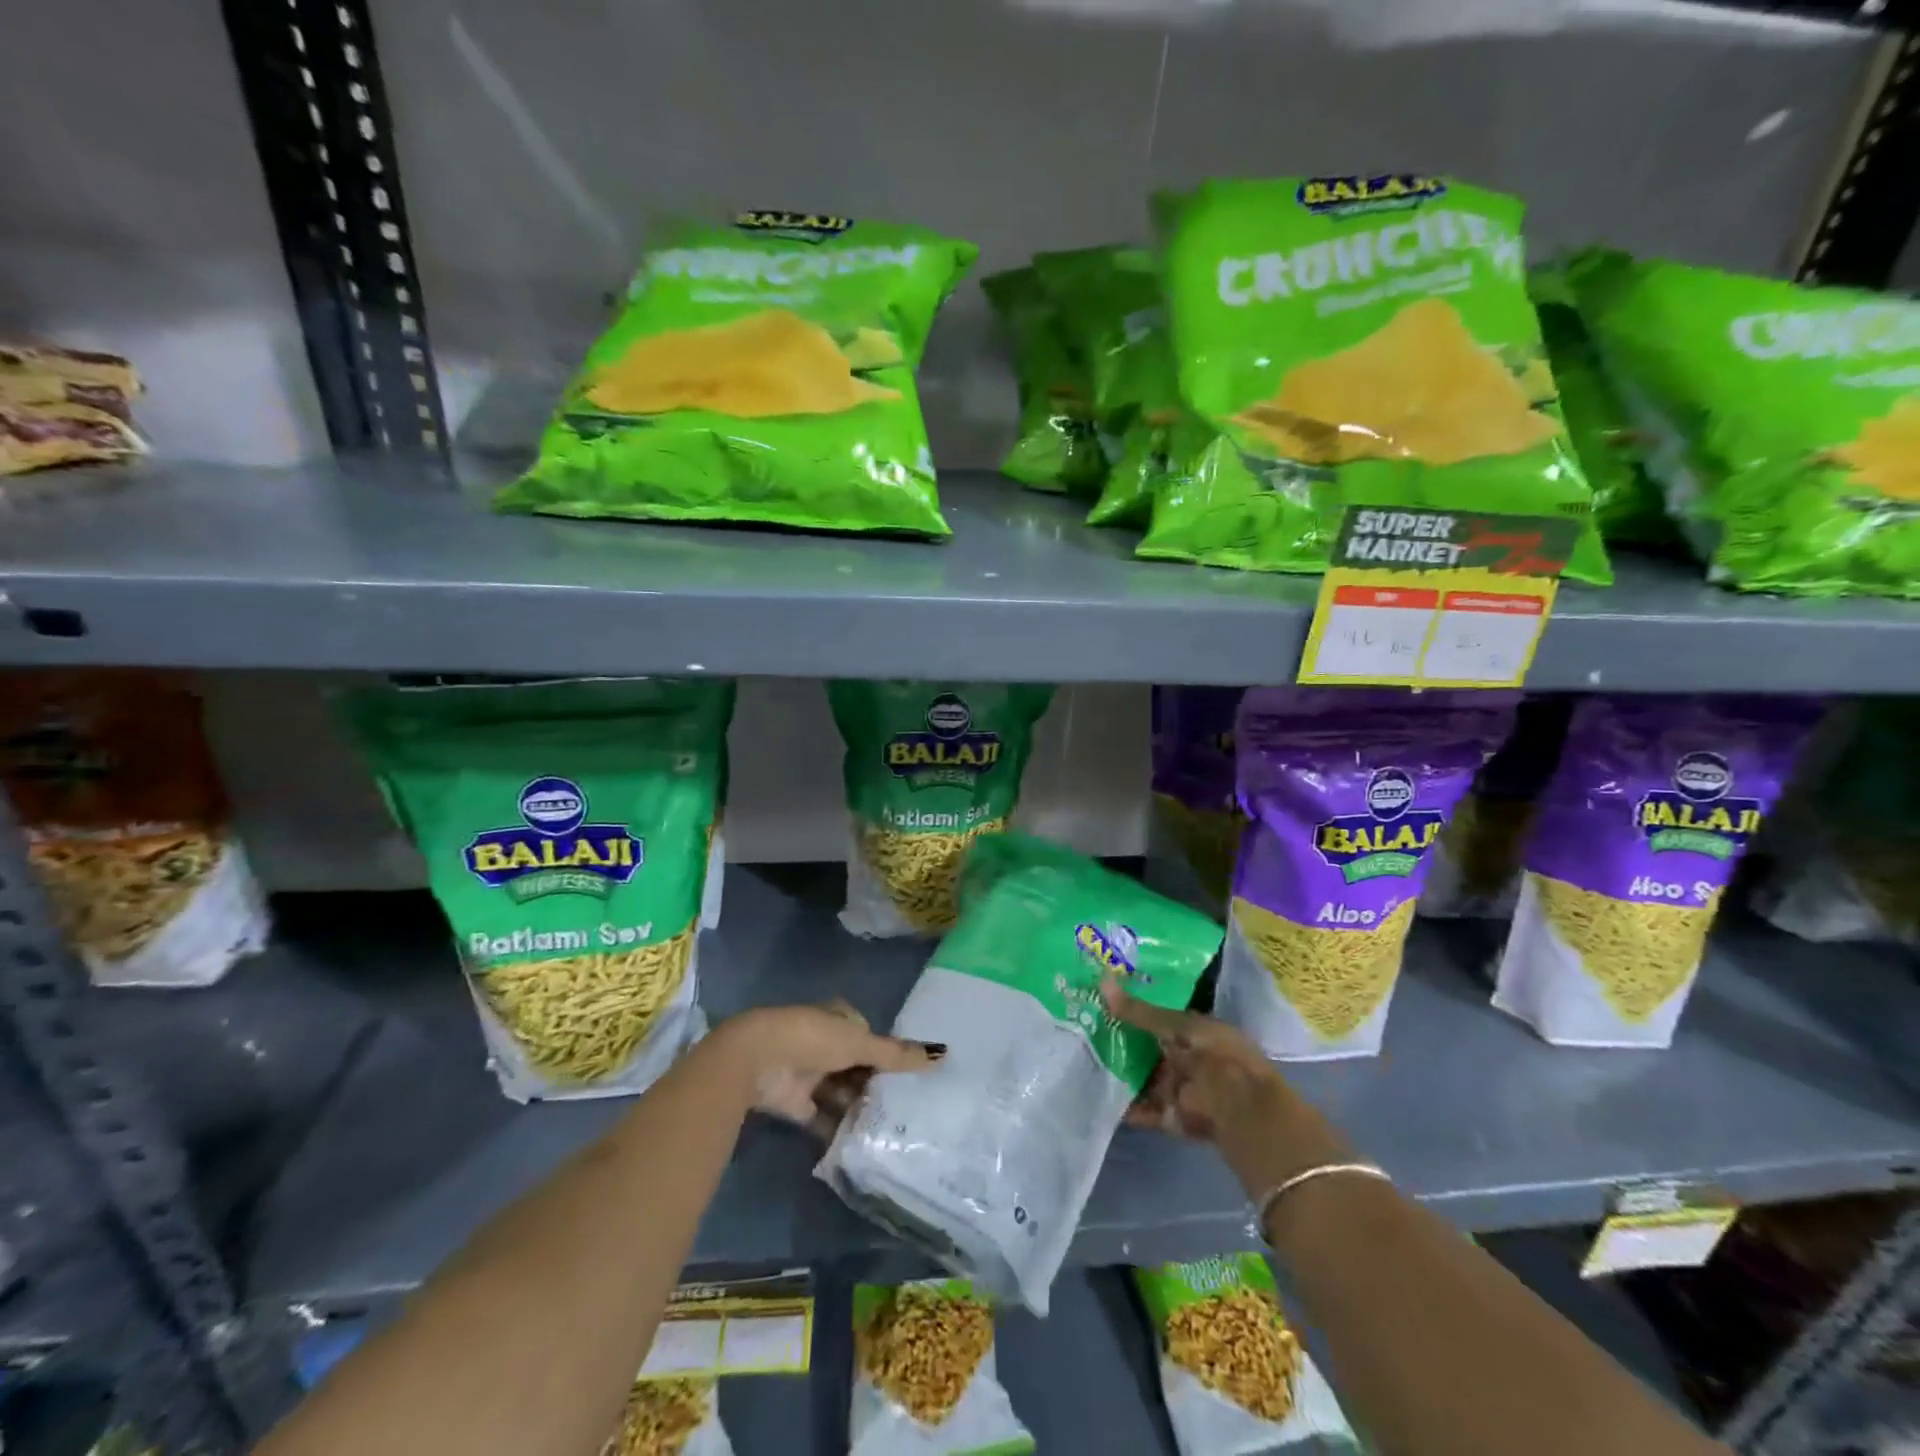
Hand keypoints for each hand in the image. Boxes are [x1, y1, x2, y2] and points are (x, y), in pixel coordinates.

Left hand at [717, 1001, 942, 1134]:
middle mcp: (822, 1042)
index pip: (867, 1033)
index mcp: (837, 1017)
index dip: (886, 1052)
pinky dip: (837, 1128)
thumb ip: (897, 1054)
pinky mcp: (793, 1102)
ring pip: (840, 1090)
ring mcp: (806, 1072)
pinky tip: (860, 1143)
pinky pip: (821, 1116)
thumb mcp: (860, 1043)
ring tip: (889, 1129)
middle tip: (903, 1106)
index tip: (908, 1074)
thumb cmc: (811, 1039)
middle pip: (854, 1064)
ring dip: (857, 1106)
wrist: (755, 1061)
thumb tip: (943, 1054)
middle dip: (873, 1083)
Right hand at [1101, 975, 1350, 1193]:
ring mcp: (1177, 1088)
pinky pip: (1140, 1108)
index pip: (1156, 1017)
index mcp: (1193, 1031)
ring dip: (1116, 1070)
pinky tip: (1092, 1092)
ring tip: (1079, 1056)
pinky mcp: (1169, 1116)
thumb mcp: (1176, 1025)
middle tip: (1080, 1024)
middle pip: (1146, 1047)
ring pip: (1140, 1076)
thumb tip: (1102, 980)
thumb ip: (1139, 1010)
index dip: (1131, 1008)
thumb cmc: (1213, 1054)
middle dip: (1118, 1039)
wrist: (1239, 1107)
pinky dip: (1121, 1104)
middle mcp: (1184, 1058)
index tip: (1099, 998)